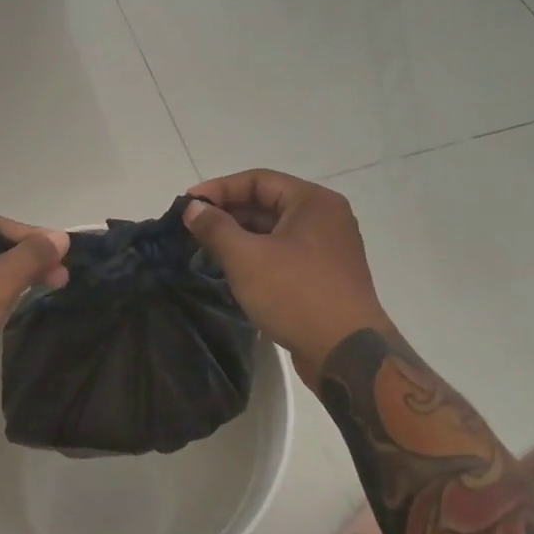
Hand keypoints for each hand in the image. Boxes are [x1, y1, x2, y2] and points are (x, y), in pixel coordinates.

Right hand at [183, 171, 390, 383]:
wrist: (346, 353)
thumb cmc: (295, 294)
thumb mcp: (246, 258)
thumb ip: (215, 227)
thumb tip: (193, 207)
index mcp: (313, 202)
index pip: (258, 180)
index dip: (219, 189)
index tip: (188, 203)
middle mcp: (326, 217)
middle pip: (268, 203)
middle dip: (229, 213)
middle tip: (194, 227)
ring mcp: (330, 248)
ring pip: (276, 231)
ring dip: (241, 236)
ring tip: (207, 249)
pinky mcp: (326, 276)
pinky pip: (286, 253)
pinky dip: (259, 256)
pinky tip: (235, 271)